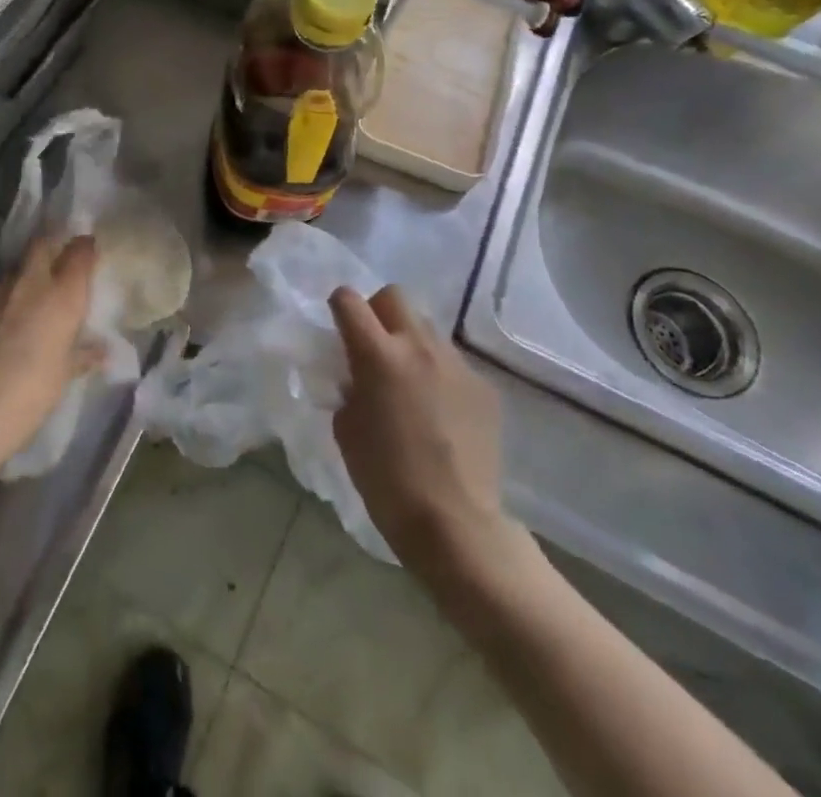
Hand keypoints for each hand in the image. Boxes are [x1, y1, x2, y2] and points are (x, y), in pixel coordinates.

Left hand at [0, 235, 98, 468]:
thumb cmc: (34, 390)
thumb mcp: (66, 373)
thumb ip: (84, 354)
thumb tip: (102, 351)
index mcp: (63, 294)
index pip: (80, 251)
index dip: (85, 247)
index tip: (88, 251)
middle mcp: (32, 281)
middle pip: (42, 243)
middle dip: (51, 246)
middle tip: (57, 262)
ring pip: (15, 267)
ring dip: (24, 275)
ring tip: (26, 298)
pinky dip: (2, 297)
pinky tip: (0, 319)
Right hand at [330, 285, 529, 583]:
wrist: (456, 525)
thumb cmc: (386, 480)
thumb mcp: (346, 429)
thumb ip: (349, 388)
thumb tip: (358, 377)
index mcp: (377, 355)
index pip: (348, 301)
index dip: (339, 308)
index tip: (338, 328)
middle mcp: (418, 347)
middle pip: (394, 296)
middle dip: (377, 311)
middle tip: (373, 346)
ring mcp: (456, 365)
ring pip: (427, 328)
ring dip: (410, 342)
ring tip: (408, 381)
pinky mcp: (483, 387)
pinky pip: (452, 363)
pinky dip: (437, 374)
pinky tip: (438, 411)